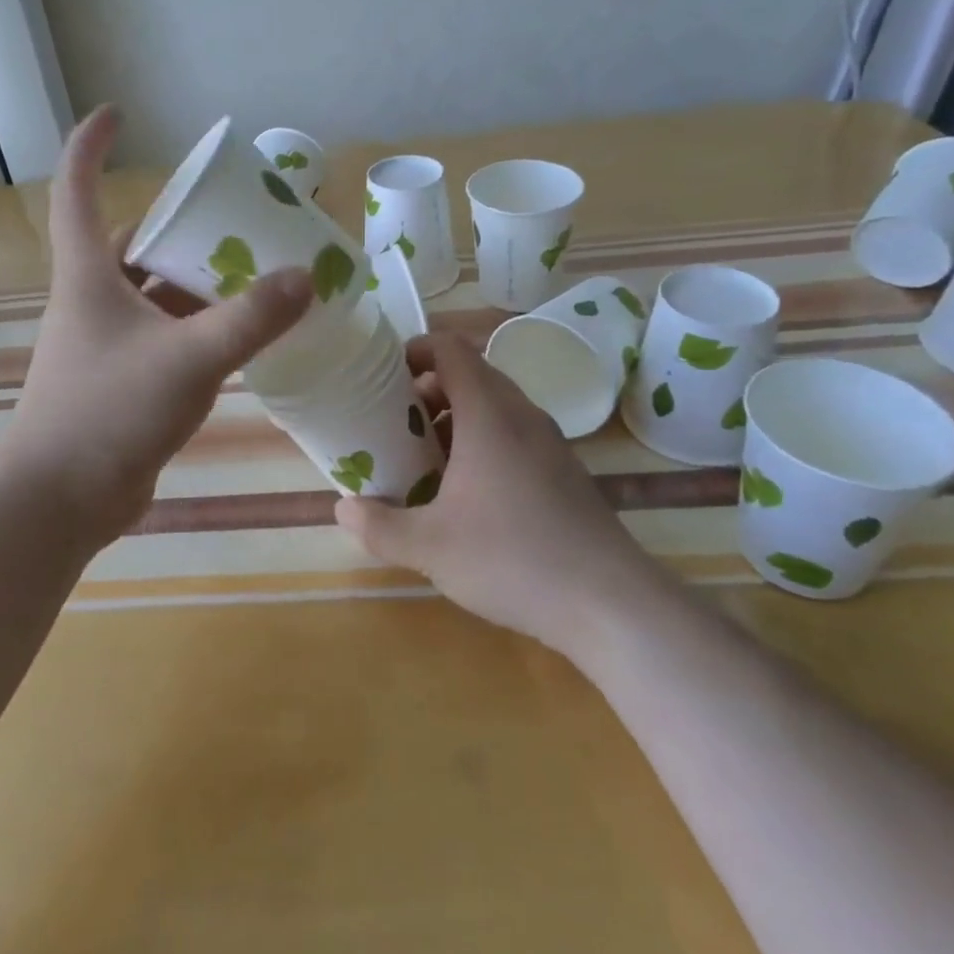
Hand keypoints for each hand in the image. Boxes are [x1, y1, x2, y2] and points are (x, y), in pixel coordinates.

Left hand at [0, 107, 313, 551]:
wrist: (59, 501)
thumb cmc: (108, 413)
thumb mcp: (189, 359)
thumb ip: (250, 319)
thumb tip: (307, 277)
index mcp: (88, 274)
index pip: (77, 188)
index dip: (91, 144)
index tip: (119, 114)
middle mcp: (91, 299)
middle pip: (131, 242)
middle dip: (178, 225)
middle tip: (232, 216)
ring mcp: (105, 342)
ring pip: (153, 293)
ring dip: (194, 281)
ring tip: (252, 270)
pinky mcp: (122, 380)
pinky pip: (164, 335)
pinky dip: (197, 326)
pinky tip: (240, 334)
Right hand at [335, 333, 669, 657]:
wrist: (611, 604)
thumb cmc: (512, 558)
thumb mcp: (429, 547)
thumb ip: (378, 526)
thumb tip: (342, 508)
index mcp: (489, 414)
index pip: (451, 349)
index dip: (415, 349)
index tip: (383, 376)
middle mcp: (521, 415)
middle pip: (471, 374)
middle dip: (427, 389)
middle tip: (395, 422)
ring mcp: (549, 443)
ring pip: (494, 406)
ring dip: (455, 417)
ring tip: (424, 458)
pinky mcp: (564, 471)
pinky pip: (514, 434)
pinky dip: (482, 442)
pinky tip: (467, 493)